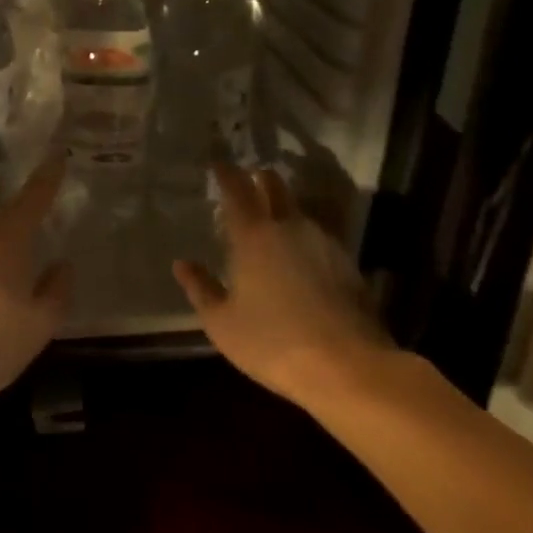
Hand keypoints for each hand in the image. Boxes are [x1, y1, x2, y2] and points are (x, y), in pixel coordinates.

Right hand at [174, 163, 395, 404]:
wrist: (350, 368)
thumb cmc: (274, 342)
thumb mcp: (223, 323)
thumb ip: (201, 289)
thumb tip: (182, 264)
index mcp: (254, 236)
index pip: (237, 190)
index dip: (226, 174)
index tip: (219, 163)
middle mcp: (290, 228)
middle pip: (276, 187)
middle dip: (260, 179)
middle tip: (248, 180)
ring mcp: (324, 244)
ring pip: (299, 213)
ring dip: (284, 210)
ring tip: (271, 222)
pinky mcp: (349, 266)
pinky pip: (319, 239)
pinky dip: (304, 239)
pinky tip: (300, 259)